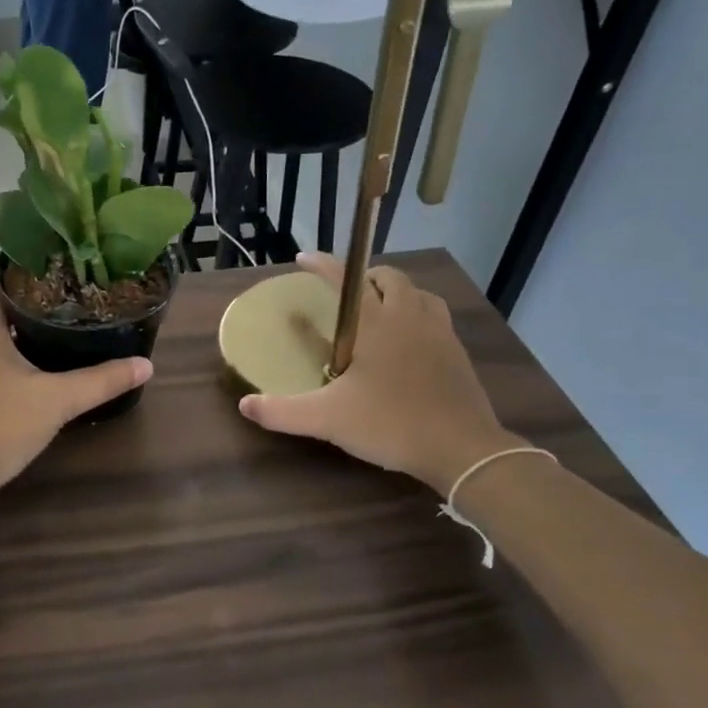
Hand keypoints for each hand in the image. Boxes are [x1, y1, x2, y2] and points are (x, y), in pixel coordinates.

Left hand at [0, 283, 152, 507]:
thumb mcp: (56, 401)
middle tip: (73, 306)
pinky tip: (34, 375)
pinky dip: (8, 361)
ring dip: (20, 336)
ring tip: (61, 336)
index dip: (29, 274)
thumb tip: (146, 365)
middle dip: (33, 306)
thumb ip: (101, 382)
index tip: (63, 275)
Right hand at [238, 254, 521, 494]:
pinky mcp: (458, 354)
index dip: (323, 265)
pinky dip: (418, 315)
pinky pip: (436, 318)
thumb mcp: (327, 420)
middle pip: (391, 278)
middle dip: (365, 276)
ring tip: (379, 311)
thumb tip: (244, 406)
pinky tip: (408, 342)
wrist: (462, 449)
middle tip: (345, 294)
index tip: (303, 259)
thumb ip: (282, 412)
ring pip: (419, 294)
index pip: (346, 280)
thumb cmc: (391, 424)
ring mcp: (439, 334)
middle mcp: (410, 318)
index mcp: (377, 324)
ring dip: (397, 293)